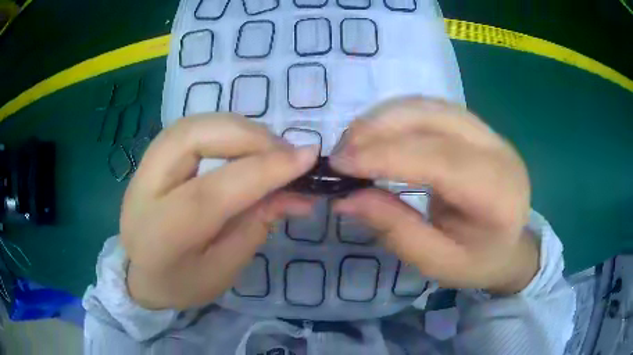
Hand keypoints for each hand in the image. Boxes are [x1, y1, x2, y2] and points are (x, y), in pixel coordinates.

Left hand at [121, 115, 318, 309]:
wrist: (139, 273)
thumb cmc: (180, 283)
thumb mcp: (223, 270)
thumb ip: (254, 227)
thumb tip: (292, 191)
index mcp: (161, 234)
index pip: (212, 192)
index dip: (263, 170)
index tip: (308, 157)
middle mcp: (144, 190)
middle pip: (193, 138)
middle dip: (248, 136)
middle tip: (286, 152)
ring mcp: (143, 167)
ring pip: (191, 124)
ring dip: (237, 128)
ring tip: (269, 148)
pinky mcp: (151, 157)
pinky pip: (190, 128)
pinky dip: (223, 129)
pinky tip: (243, 144)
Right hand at [330, 98, 537, 294]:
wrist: (509, 246)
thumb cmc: (476, 261)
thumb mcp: (435, 261)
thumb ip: (395, 229)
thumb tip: (345, 198)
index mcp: (498, 195)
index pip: (440, 160)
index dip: (386, 155)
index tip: (340, 163)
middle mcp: (499, 152)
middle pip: (435, 120)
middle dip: (380, 129)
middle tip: (341, 152)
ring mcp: (491, 134)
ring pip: (432, 106)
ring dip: (386, 117)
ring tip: (354, 140)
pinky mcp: (479, 127)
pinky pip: (434, 108)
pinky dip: (400, 114)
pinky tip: (380, 131)